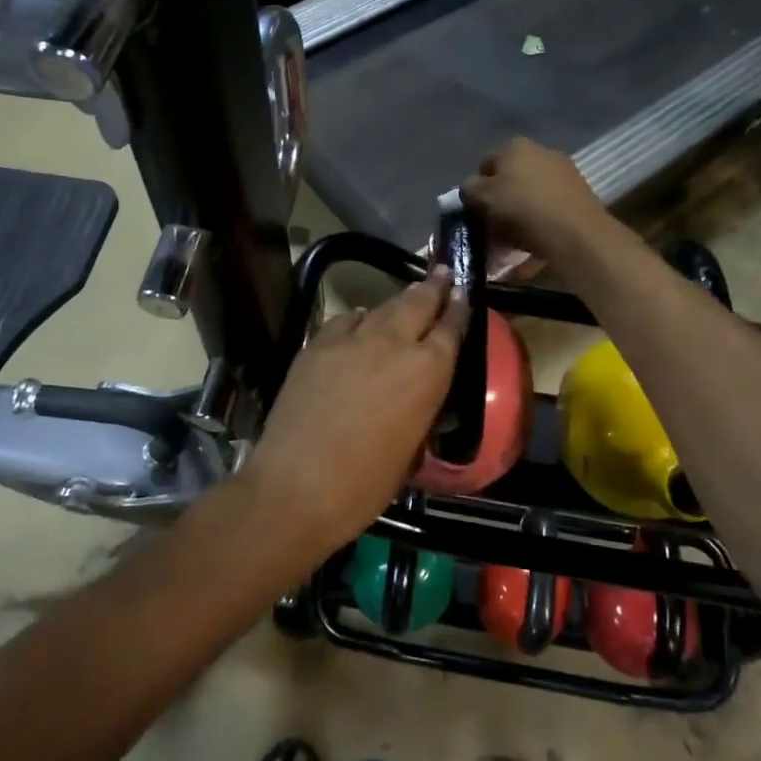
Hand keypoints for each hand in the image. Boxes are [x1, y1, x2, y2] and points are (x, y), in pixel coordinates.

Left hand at [245, 269, 467, 558]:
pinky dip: (358, 320)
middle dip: (433, 287)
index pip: (451, 327)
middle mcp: (393, 344)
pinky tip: (359, 326)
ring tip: (407, 296)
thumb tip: (418, 399)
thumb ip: (420, 410)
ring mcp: (351, 340)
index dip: (459, 307)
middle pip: (418, 302)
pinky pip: (345, 322)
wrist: (297, 486)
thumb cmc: (365, 484)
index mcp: (427, 371)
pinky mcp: (316, 345)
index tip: (463, 292)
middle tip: (443, 273)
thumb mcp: (411, 450)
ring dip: (397, 303)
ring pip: (381, 308)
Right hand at [462, 137, 607, 258]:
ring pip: (532, 192)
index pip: (486, 165)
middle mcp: (541, 151)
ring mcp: (564, 171)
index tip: (477, 212)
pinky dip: (541, 219)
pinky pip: (550, 206)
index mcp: (514, 146)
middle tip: (495, 225)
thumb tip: (471, 188)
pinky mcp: (580, 194)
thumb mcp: (482, 198)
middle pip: (511, 178)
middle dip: (502, 199)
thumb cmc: (522, 209)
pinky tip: (536, 238)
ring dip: (522, 210)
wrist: (575, 233)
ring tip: (515, 237)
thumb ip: (469, 189)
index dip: (478, 189)